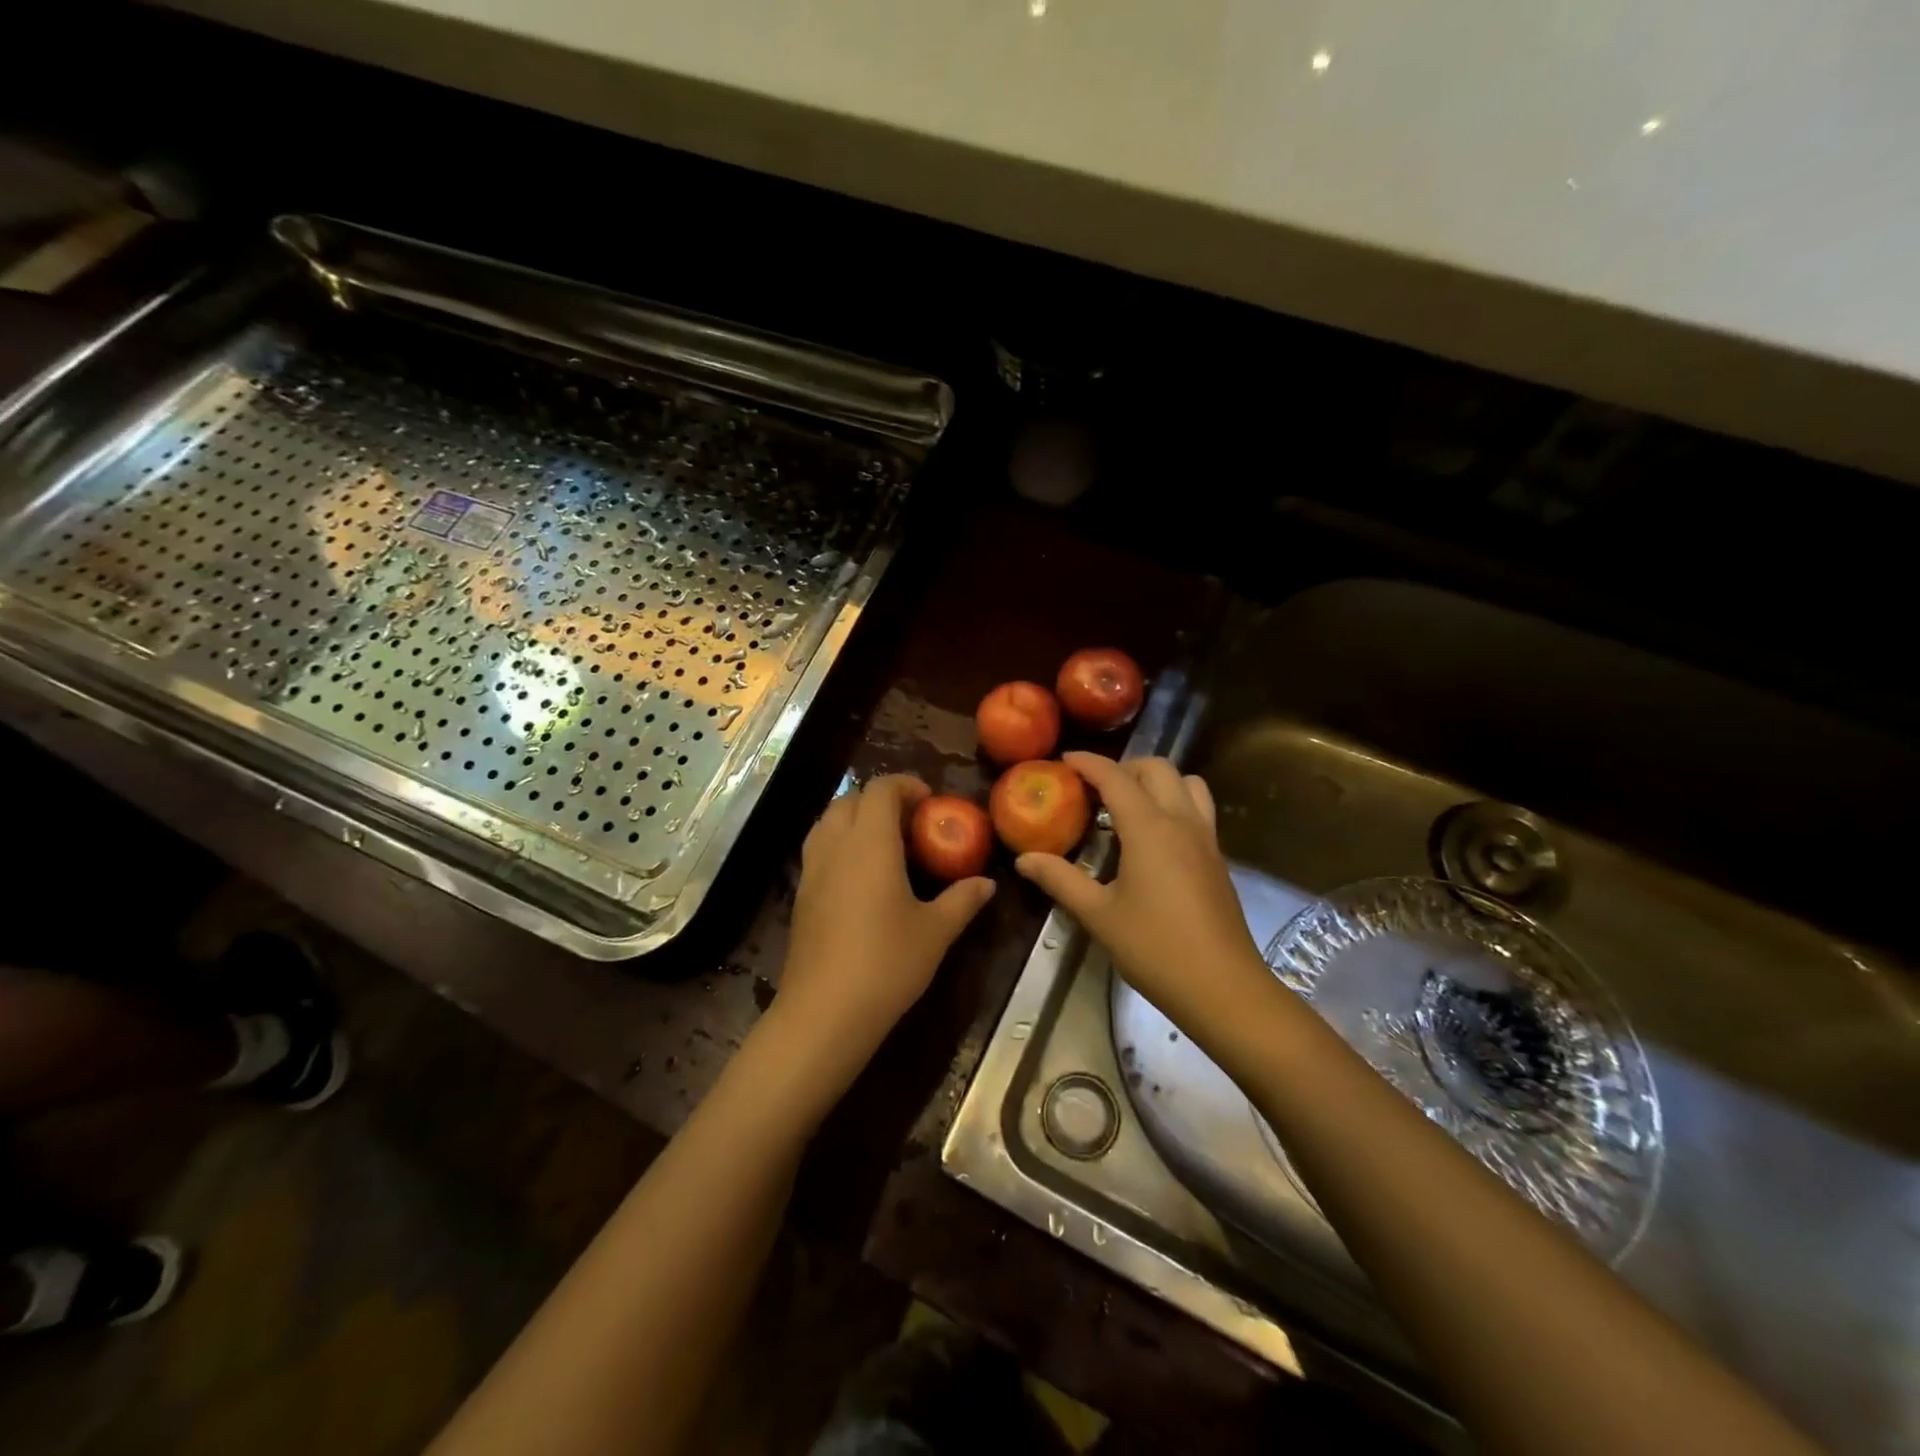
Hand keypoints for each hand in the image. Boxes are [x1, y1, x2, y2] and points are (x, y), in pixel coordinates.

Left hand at [769, 774, 994, 1091]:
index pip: (880, 789)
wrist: (825, 1012)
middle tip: (910, 823)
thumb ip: (962, 900)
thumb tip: (987, 883)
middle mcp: (836, 846)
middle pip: (850, 799)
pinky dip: (839, 844)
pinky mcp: (800, 895)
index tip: (930, 801)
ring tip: (885, 844)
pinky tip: (861, 877)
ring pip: (828, 822)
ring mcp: (812, 870)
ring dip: (855, 819)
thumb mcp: (935, 931)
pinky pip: (819, 849)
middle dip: (880, 800)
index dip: (905, 785)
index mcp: (870, 843)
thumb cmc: (887, 963)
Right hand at [1015, 753, 1266, 1036]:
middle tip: (1095, 788)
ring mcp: (1206, 838)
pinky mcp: (1218, 858)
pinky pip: (1198, 809)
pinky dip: (1174, 802)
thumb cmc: (1155, 949)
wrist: (1223, 988)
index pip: (1116, 778)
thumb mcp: (1099, 915)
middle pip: (1157, 769)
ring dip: (1157, 781)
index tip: (1064, 759)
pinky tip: (1154, 837)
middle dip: (1124, 768)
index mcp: (1149, 828)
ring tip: (1128, 805)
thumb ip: (1060, 879)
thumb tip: (1024, 859)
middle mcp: (1182, 821)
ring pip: (1187, 783)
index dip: (1088, 763)